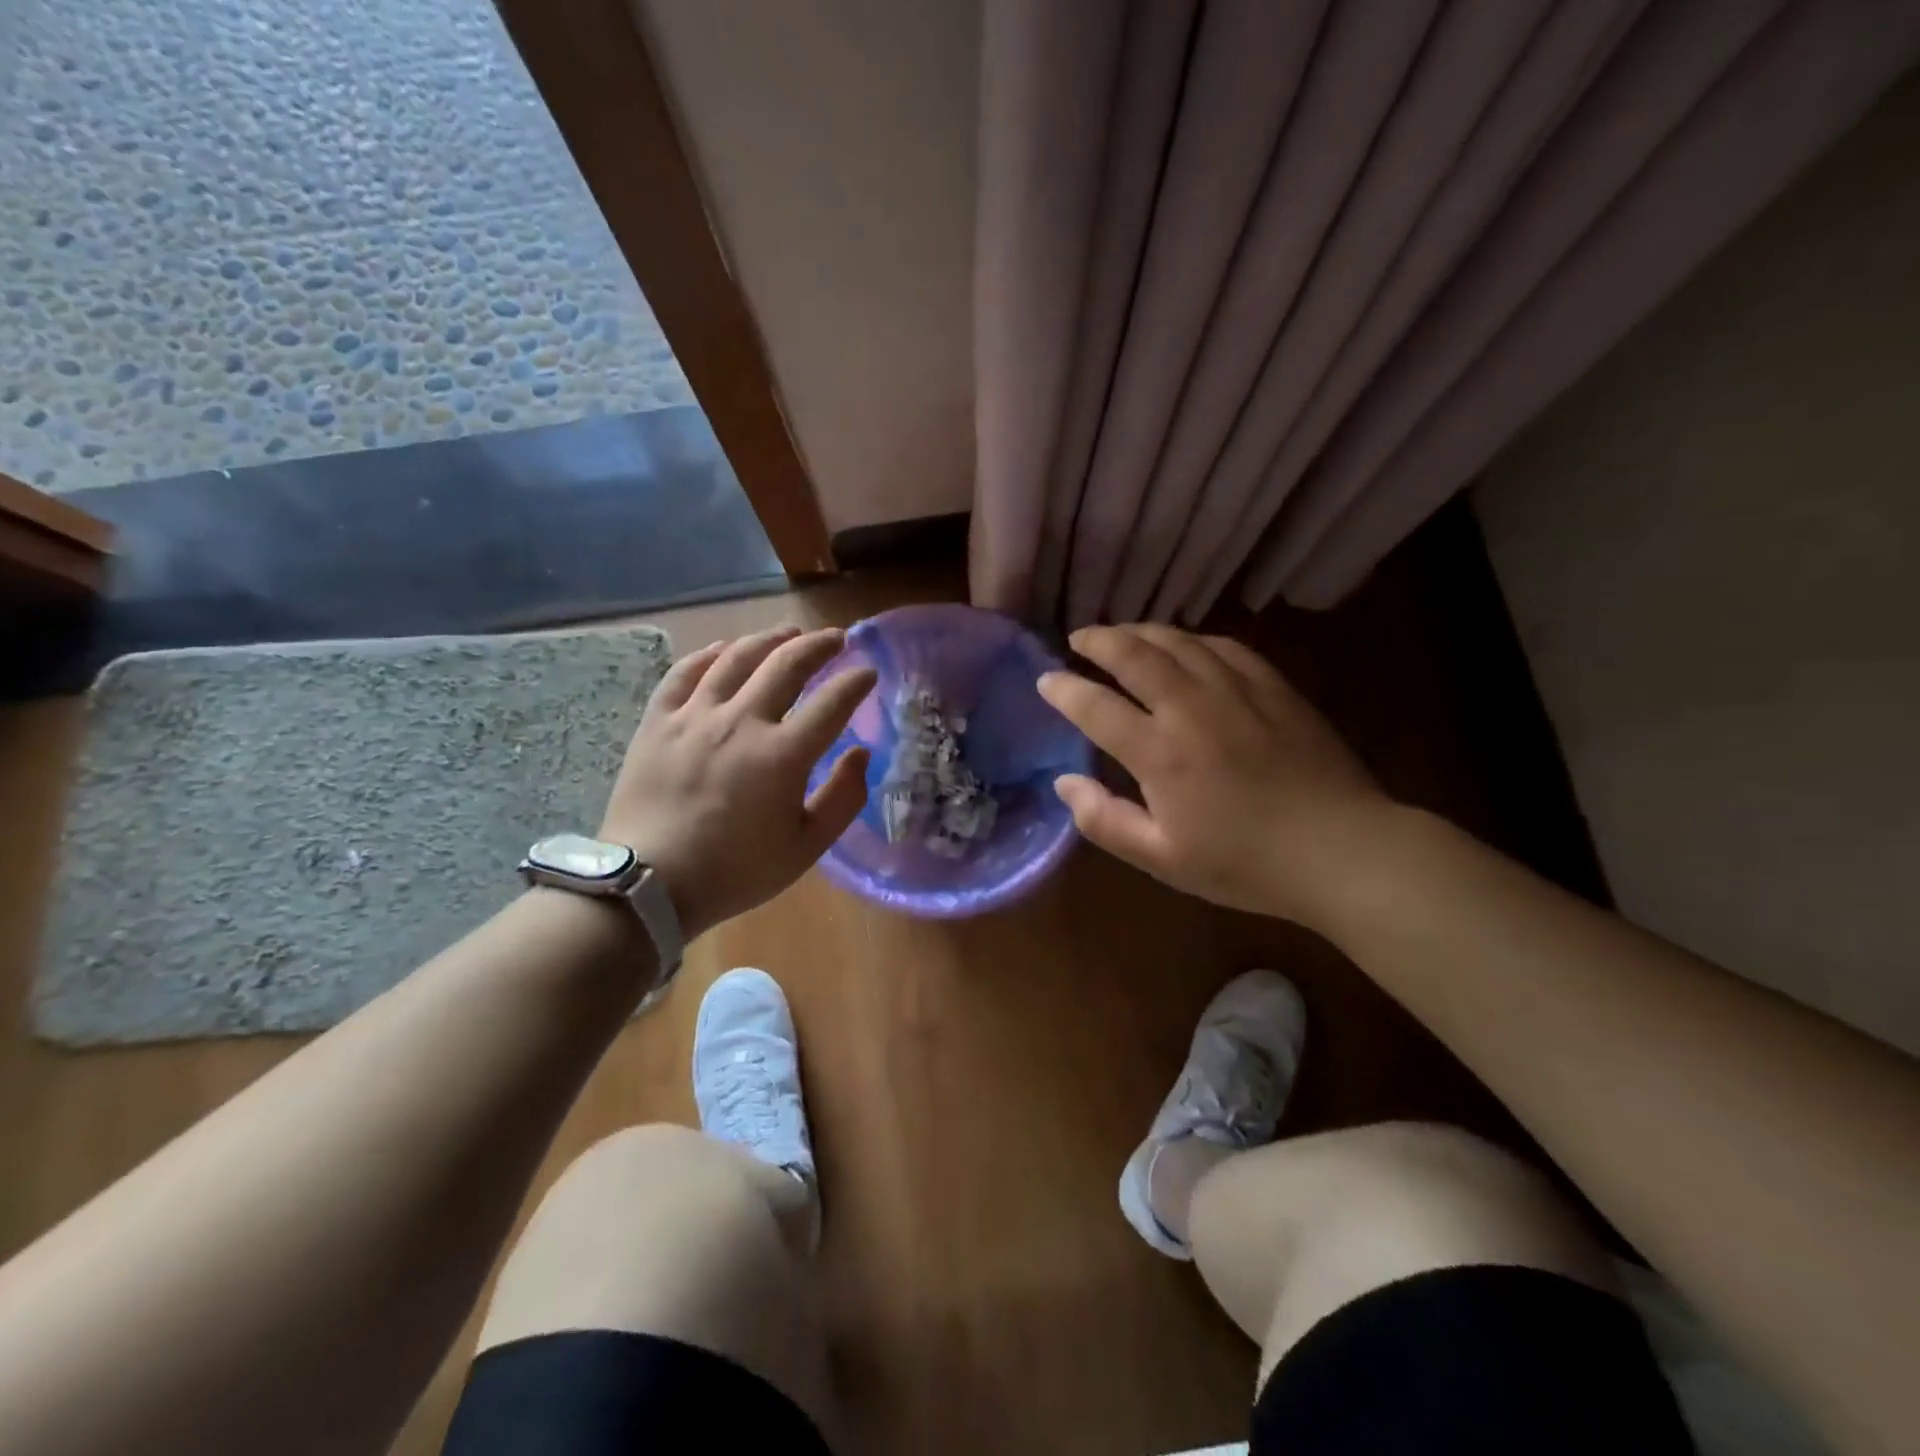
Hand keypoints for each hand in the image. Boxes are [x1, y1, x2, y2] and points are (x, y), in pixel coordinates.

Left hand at [599, 625, 874, 940]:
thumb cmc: (736, 871)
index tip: (868, 671)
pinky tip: (724, 649)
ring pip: (737, 658)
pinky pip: (685, 672)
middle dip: (819, 645)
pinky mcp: (658, 721)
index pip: (832, 702)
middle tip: (836, 639)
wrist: (649, 884)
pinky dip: (709, 654)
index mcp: (783, 755)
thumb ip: (843, 799)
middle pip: (787, 664)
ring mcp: (695, 716)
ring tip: (788, 632)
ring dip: (769, 639)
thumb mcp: (806, 848)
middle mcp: (742, 722)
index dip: (855, 681)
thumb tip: (861, 754)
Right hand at [1037, 624, 1393, 927]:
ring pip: (1178, 642)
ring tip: (1122, 634)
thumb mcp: (1162, 859)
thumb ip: (1104, 820)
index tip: (1045, 680)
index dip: (1064, 689)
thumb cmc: (1244, 863)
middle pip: (1135, 654)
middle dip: (1099, 640)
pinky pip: (1224, 646)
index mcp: (1160, 753)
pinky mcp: (1273, 687)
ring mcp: (1237, 691)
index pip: (1095, 706)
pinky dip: (1193, 640)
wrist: (1340, 851)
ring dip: (1142, 631)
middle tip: (1079, 637)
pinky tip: (1187, 645)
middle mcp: (1191, 708)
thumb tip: (1064, 782)